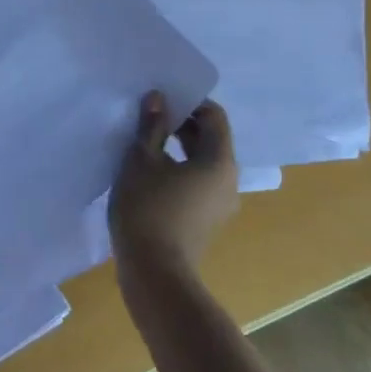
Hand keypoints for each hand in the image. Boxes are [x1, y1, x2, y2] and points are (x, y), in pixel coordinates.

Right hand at [108, 92, 239, 276]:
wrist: (154, 273)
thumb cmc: (148, 208)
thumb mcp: (142, 159)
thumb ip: (152, 125)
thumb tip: (158, 98)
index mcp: (219, 161)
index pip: (214, 116)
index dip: (189, 102)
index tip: (160, 100)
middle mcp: (228, 180)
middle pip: (210, 139)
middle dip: (182, 124)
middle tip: (149, 116)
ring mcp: (220, 203)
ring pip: (203, 162)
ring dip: (178, 147)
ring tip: (145, 142)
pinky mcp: (206, 220)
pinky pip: (197, 182)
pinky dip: (179, 169)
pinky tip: (150, 172)